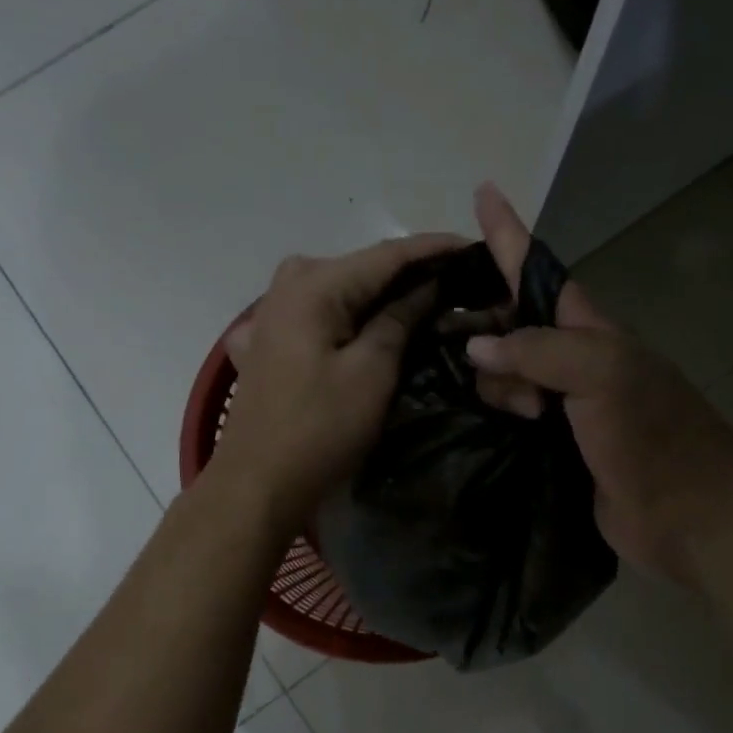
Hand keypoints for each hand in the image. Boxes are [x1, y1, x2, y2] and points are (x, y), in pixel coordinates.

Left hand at [212, 234, 461, 534]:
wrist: (257, 484)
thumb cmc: (319, 429)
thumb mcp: (371, 372)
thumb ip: (400, 319)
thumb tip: (427, 284)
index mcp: (314, 284)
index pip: (387, 254)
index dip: (435, 249)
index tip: (475, 248)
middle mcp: (288, 284)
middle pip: (363, 270)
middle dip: (411, 274)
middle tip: (459, 283)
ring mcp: (273, 313)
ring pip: (342, 293)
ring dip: (383, 297)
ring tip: (429, 303)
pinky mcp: (269, 341)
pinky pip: (321, 316)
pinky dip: (352, 318)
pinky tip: (373, 326)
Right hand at [465, 184, 732, 584]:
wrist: (690, 516)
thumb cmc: (653, 435)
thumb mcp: (601, 374)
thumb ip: (537, 351)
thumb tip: (477, 343)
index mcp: (590, 331)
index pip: (539, 272)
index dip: (510, 234)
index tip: (484, 190)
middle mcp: (575, 362)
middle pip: (512, 324)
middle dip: (486, 328)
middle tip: (473, 357)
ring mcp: (565, 407)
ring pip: (506, 375)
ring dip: (493, 384)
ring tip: (515, 412)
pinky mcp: (555, 450)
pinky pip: (510, 419)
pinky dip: (493, 415)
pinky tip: (475, 420)